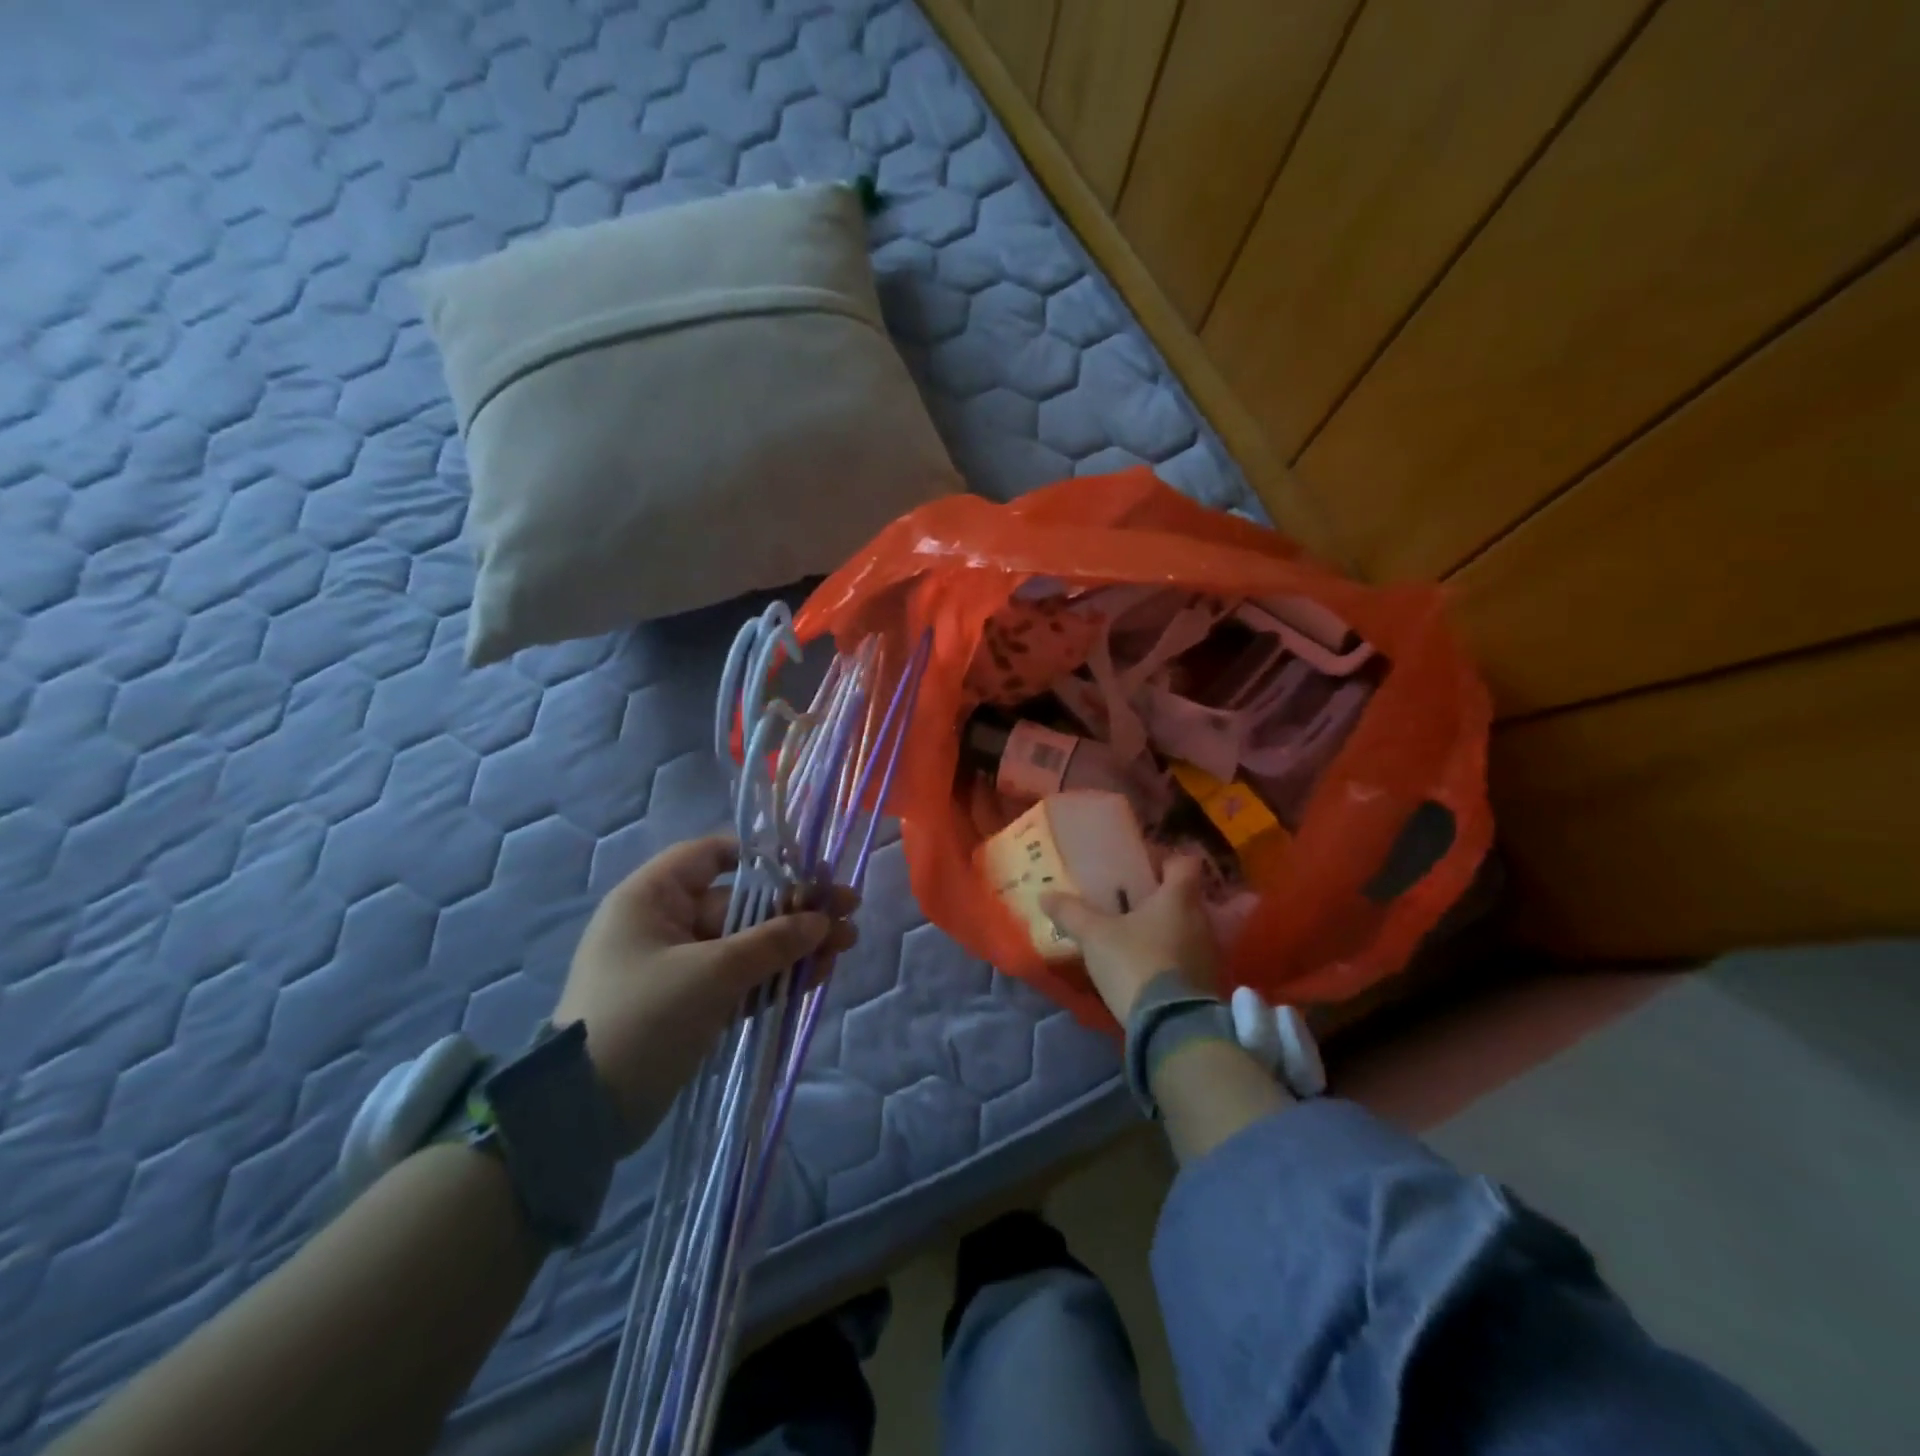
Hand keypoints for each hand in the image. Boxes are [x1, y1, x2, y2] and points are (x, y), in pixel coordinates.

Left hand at [554, 834, 856, 1149]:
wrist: (583, 1114)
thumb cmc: (641, 1018)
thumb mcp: (711, 974)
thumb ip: (771, 942)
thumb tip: (821, 920)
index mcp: (653, 898)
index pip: (710, 856)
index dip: (761, 858)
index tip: (807, 869)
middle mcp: (666, 924)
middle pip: (742, 904)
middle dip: (796, 910)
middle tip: (849, 911)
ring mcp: (681, 968)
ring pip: (748, 944)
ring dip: (795, 945)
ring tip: (846, 945)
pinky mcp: (693, 1005)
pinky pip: (742, 979)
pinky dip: (777, 977)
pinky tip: (818, 975)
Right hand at [1040, 855, 1219, 1020]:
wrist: (1174, 1027)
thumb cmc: (1136, 963)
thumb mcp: (1095, 936)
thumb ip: (1071, 913)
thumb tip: (1045, 895)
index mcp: (1179, 898)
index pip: (1184, 863)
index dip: (1166, 860)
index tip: (1143, 866)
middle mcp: (1202, 920)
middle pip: (1185, 897)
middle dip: (1160, 898)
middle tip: (1129, 902)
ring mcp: (1209, 953)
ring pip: (1187, 928)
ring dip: (1165, 929)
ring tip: (1134, 936)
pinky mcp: (1208, 984)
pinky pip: (1188, 958)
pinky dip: (1171, 957)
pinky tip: (1146, 966)